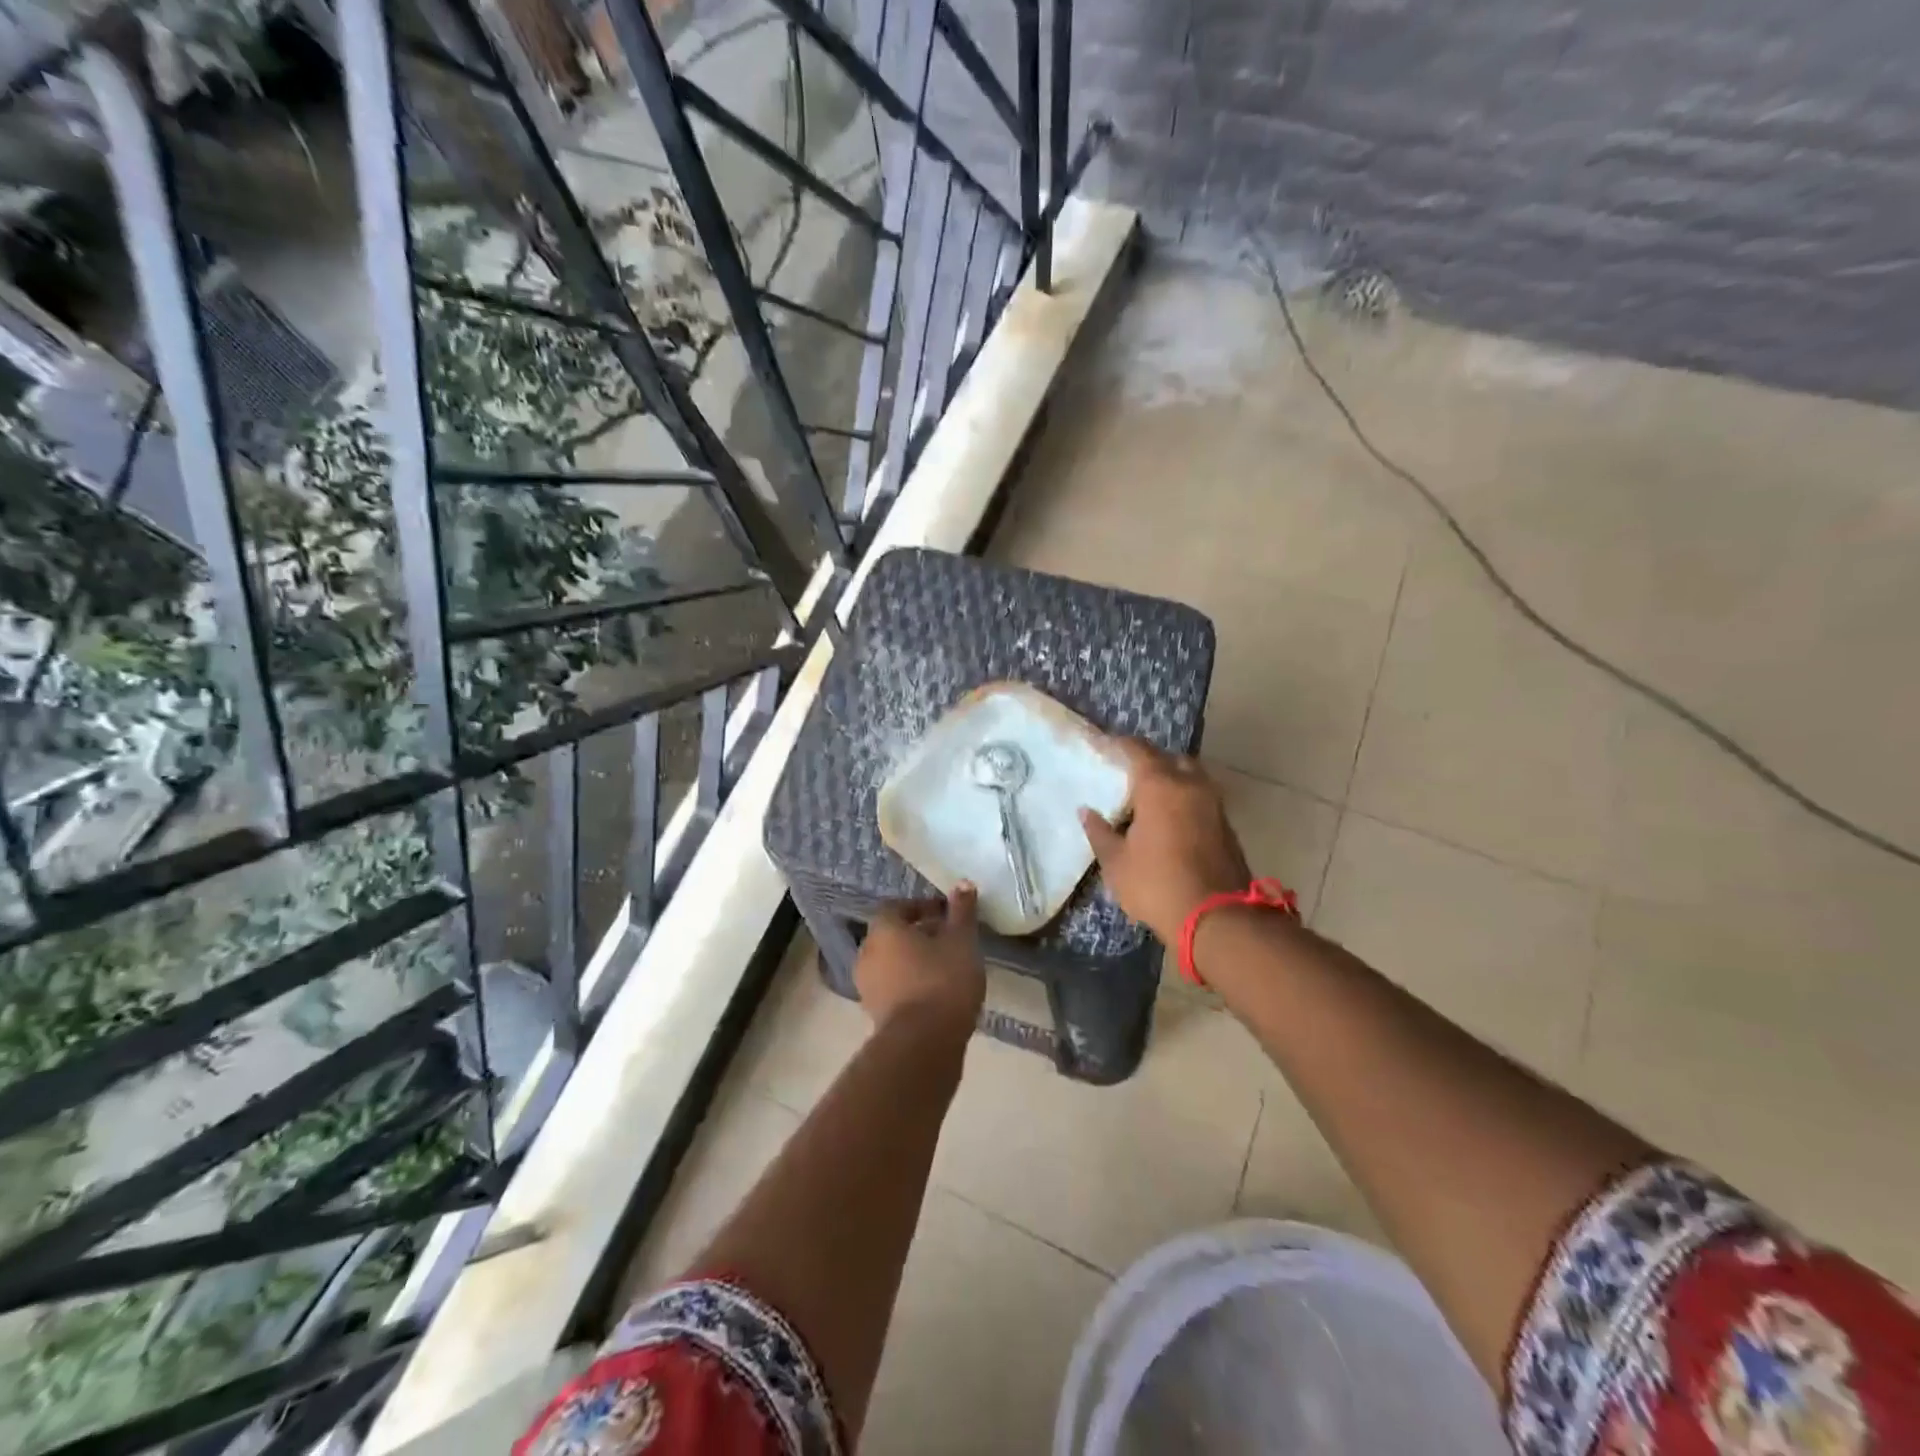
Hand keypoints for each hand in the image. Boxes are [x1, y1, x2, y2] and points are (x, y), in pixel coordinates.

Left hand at [854, 884, 984, 1038]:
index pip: (897, 907)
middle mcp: (867, 953)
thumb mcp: (961, 940)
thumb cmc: (942, 981)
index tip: (946, 914)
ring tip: (946, 968)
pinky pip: (894, 988)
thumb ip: (962, 911)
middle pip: (893, 935)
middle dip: (919, 934)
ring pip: (892, 963)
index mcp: (883, 929)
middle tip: (949, 940)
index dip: (921, 907)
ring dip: (914, 961)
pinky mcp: (875, 1014)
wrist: (922, 1044)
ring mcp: (867, 986)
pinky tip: (937, 993)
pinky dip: (911, 985)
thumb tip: (963, 884)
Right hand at [1080, 740, 1251, 944]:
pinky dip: (1185, 799)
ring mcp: (1213, 804)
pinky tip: (1170, 818)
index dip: (1118, 744)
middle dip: (1151, 760)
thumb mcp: (1116, 863)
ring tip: (1149, 797)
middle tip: (1128, 773)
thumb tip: (1087, 811)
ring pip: (1191, 777)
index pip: (1137, 749)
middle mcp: (1191, 785)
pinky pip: (1201, 798)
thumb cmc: (1157, 884)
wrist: (1218, 918)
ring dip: (1172, 779)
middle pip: (1170, 758)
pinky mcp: (1226, 825)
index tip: (1102, 745)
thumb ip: (1100, 832)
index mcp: (1160, 785)